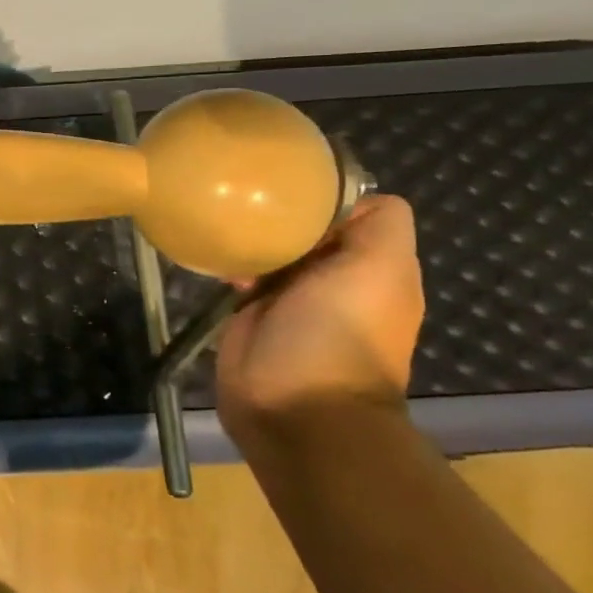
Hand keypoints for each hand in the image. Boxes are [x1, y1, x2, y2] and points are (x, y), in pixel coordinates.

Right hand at [214, 194, 424, 442]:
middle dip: (280, 212)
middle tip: (247, 198)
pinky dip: (227, 261)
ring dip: (250, 236)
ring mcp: (289, 296)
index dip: (325, 195)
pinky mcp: (250, 312)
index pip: (351, 210)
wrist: (293, 407)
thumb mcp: (379, 267)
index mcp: (373, 265)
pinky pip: (239, 273)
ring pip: (270, 247)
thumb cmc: (338, 333)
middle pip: (306, 226)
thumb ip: (379, 222)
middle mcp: (334, 276)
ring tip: (225, 222)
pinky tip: (212, 254)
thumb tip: (345, 195)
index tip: (290, 185)